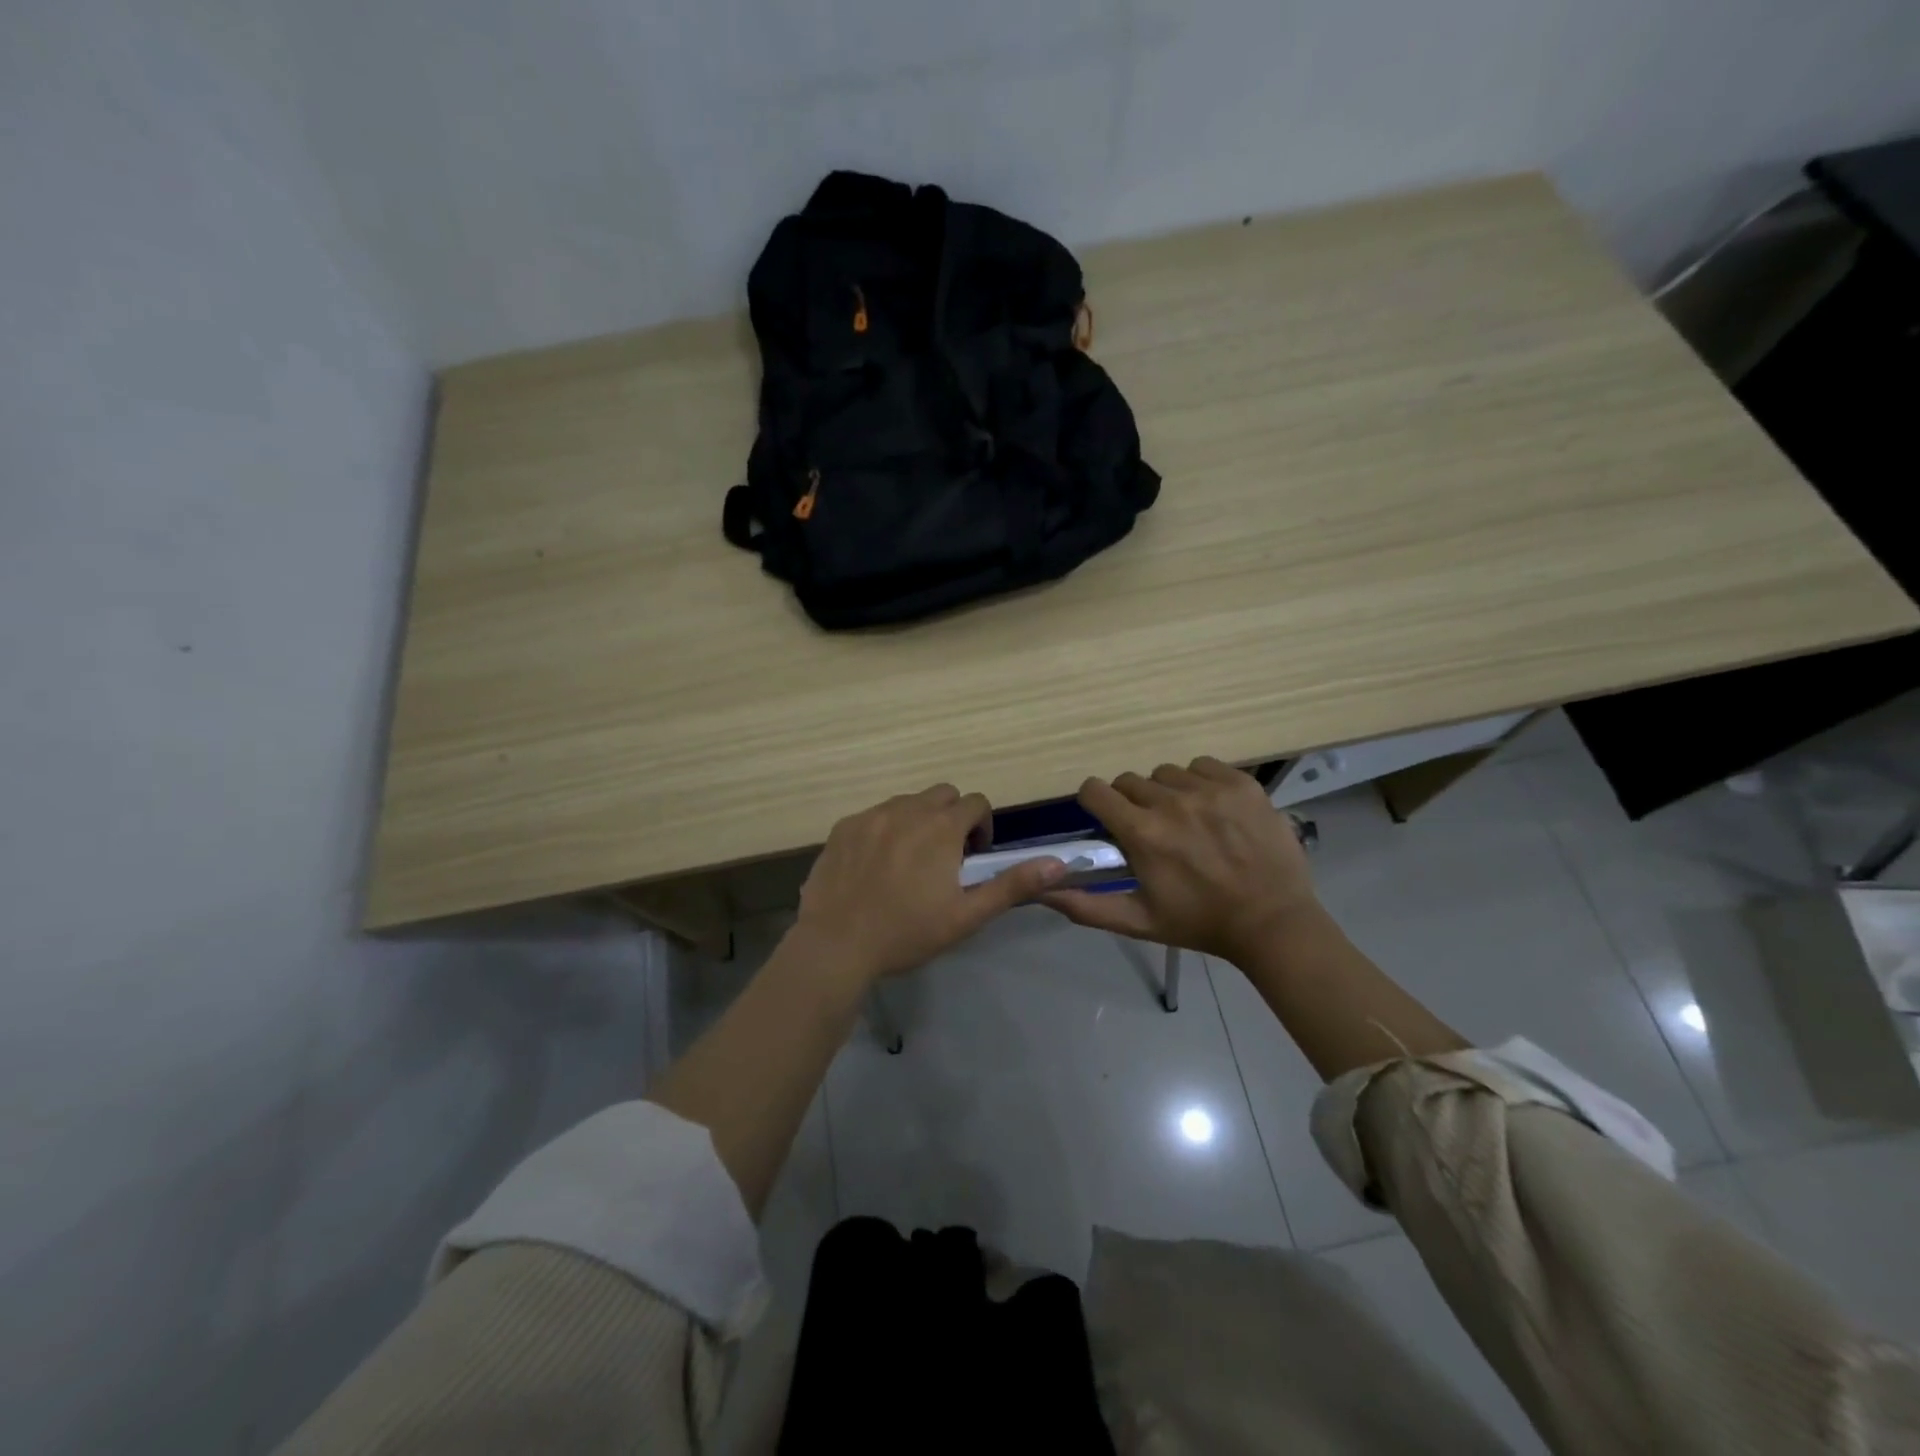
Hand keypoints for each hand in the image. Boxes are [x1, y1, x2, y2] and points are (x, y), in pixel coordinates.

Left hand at [792, 784, 1066, 983]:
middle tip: (945, 857)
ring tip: (910, 861)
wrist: (836, 944)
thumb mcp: (966, 916)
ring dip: (918, 820)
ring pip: (906, 802)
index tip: (973, 858)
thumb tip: (1057, 864)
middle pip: (942, 794)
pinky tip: (876, 865)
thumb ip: (1012, 885)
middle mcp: (907, 810)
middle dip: (952, 817)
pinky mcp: (843, 828)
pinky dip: (884, 829)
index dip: (982, 826)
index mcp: (941, 828)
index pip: (975, 802)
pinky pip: (873, 815)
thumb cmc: (907, 933)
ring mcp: (871, 816)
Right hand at [1040, 757, 1315, 964]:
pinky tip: (1212, 809)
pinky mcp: (1241, 783)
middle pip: (1130, 780)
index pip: (1095, 790)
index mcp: (1143, 834)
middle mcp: (1172, 803)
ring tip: (1185, 820)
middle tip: (1152, 829)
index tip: (1107, 818)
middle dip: (1132, 802)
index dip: (1095, 802)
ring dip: (1166, 792)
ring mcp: (1210, 789)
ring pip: (1166, 773)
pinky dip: (1200, 782)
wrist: (1273, 922)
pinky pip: (1203, 765)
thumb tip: (1040, 891)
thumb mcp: (1137, 922)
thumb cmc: (1199, 923)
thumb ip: (1085, 906)